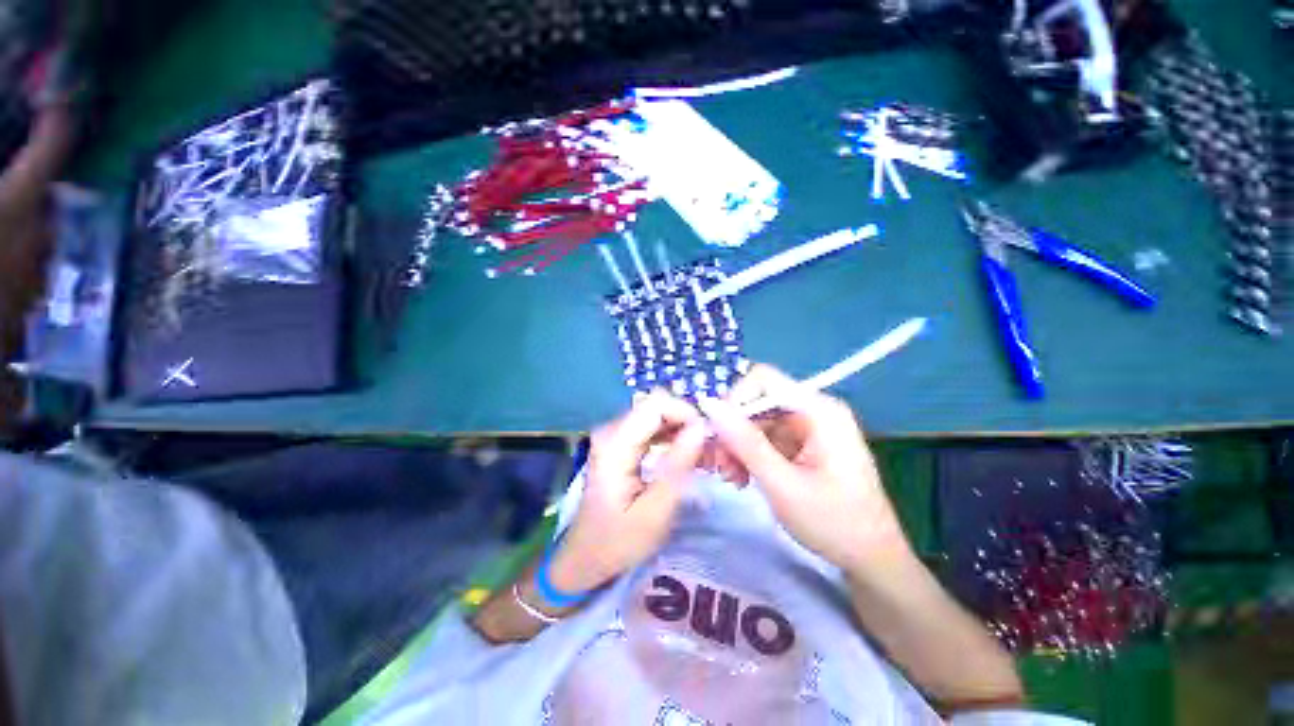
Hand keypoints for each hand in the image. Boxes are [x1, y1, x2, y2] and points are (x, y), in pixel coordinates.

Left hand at [549, 392, 707, 592]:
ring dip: (683, 429)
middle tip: (710, 450)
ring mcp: (614, 435)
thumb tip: (701, 428)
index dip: (686, 413)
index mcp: (615, 444)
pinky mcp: (620, 443)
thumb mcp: (655, 512)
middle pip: (656, 405)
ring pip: (657, 414)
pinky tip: (687, 455)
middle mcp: (611, 430)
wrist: (585, 558)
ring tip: (704, 455)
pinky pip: (652, 427)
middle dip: (687, 421)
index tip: (709, 437)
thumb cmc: (618, 542)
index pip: (655, 404)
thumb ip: (678, 466)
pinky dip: (673, 436)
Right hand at [697, 365, 910, 574]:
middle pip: (756, 402)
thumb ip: (744, 441)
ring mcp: (807, 427)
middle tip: (719, 466)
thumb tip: (708, 403)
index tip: (717, 434)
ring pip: (755, 421)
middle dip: (732, 431)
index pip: (763, 379)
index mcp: (818, 410)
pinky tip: (743, 478)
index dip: (734, 400)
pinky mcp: (801, 443)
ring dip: (736, 446)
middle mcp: (813, 410)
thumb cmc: (834, 523)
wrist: (871, 560)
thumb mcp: (782, 484)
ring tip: (731, 478)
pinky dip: (748, 455)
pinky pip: (763, 437)